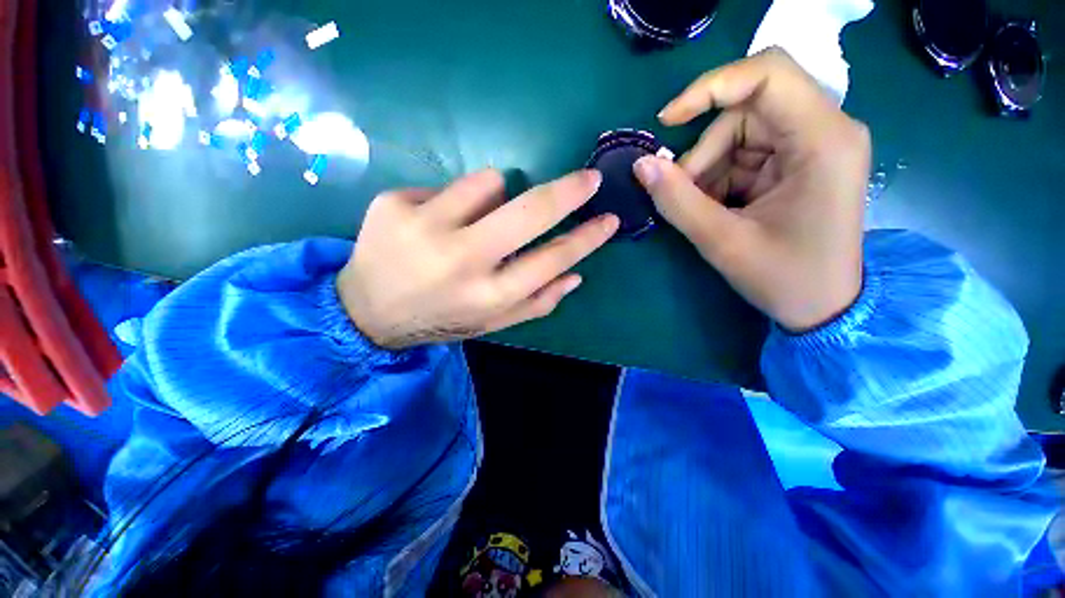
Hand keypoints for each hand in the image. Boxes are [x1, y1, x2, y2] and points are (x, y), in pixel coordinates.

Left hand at [337, 169, 618, 348]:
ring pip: (490, 182)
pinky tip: (437, 223)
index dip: (586, 238)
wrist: (367, 311)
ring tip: (476, 220)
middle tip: (588, 179)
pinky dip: (457, 200)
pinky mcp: (395, 204)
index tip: (609, 219)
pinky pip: (450, 185)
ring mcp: (424, 227)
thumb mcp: (491, 323)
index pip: (552, 259)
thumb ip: (536, 302)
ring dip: (497, 195)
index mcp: (488, 296)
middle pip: (529, 211)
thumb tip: (576, 275)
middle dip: (567, 191)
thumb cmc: (441, 317)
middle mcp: (461, 261)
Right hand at [634, 48, 870, 331]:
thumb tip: (640, 165)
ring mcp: (812, 145)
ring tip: (702, 210)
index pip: (768, 74)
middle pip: (746, 110)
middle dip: (705, 151)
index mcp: (823, 139)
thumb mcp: (723, 241)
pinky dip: (719, 178)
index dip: (710, 87)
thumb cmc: (784, 278)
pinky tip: (717, 208)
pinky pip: (745, 154)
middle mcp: (825, 129)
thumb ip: (677, 201)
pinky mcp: (798, 163)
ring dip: (708, 170)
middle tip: (684, 194)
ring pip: (740, 134)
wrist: (824, 307)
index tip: (667, 122)